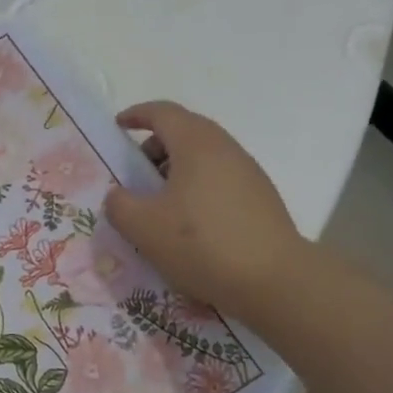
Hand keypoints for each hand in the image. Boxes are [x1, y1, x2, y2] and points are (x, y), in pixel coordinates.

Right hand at [103, 101, 307, 326]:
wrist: (274, 280)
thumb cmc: (200, 243)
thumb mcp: (142, 226)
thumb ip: (119, 204)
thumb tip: (118, 195)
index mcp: (196, 144)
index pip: (163, 113)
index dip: (136, 115)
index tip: (118, 127)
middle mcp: (225, 149)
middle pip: (185, 132)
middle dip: (155, 147)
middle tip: (134, 175)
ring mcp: (248, 173)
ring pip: (203, 157)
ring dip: (176, 171)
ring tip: (158, 205)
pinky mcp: (260, 198)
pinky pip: (219, 179)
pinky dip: (196, 188)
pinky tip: (188, 224)